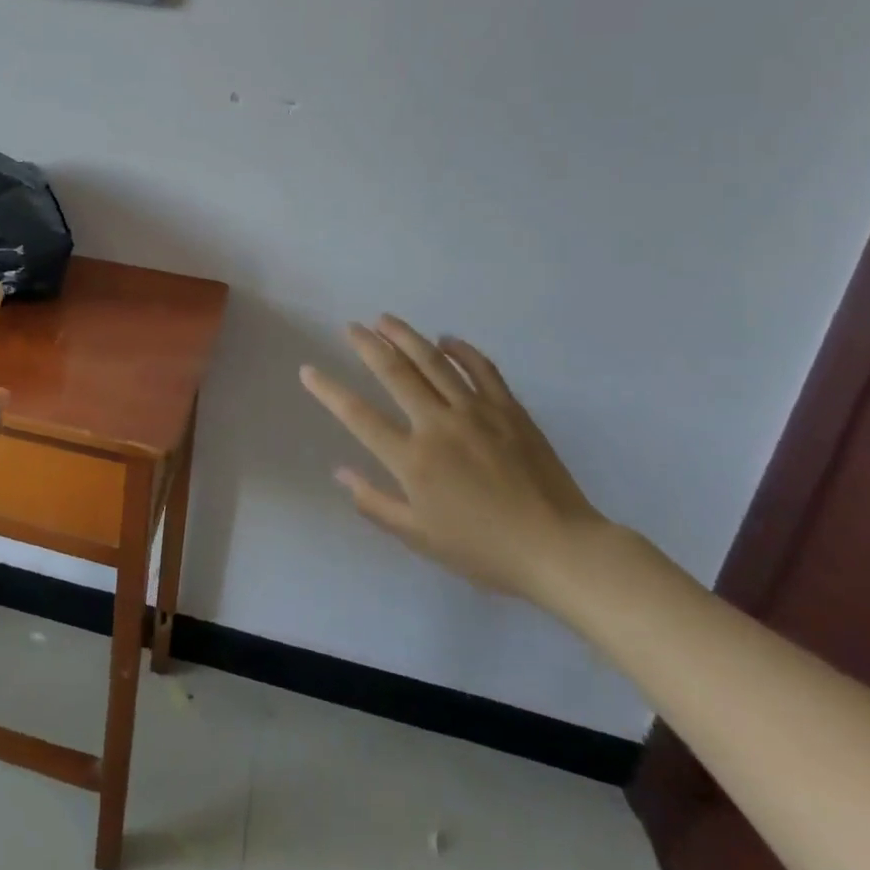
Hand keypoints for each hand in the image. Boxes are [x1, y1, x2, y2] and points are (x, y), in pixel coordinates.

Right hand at [300, 316, 611, 609]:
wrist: (560, 550)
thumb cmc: (484, 550)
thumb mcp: (420, 538)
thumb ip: (375, 503)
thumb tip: (339, 473)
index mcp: (413, 459)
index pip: (359, 415)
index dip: (329, 390)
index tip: (309, 370)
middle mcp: (438, 425)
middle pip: (395, 373)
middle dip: (368, 345)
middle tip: (351, 327)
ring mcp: (476, 412)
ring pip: (433, 361)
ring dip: (406, 336)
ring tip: (385, 319)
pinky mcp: (509, 409)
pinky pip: (482, 368)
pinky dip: (461, 350)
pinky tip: (446, 339)